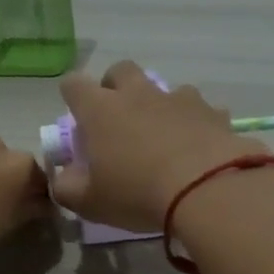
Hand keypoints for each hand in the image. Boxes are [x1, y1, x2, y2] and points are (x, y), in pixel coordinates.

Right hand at [49, 61, 260, 231]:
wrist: (207, 189)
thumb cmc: (137, 194)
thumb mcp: (90, 203)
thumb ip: (67, 188)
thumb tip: (63, 177)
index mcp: (100, 110)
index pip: (74, 85)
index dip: (72, 97)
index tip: (78, 119)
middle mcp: (137, 94)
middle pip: (120, 71)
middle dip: (115, 88)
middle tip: (118, 120)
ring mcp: (177, 98)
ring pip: (163, 88)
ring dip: (158, 105)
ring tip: (163, 136)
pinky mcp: (211, 111)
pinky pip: (199, 109)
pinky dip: (194, 122)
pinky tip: (198, 146)